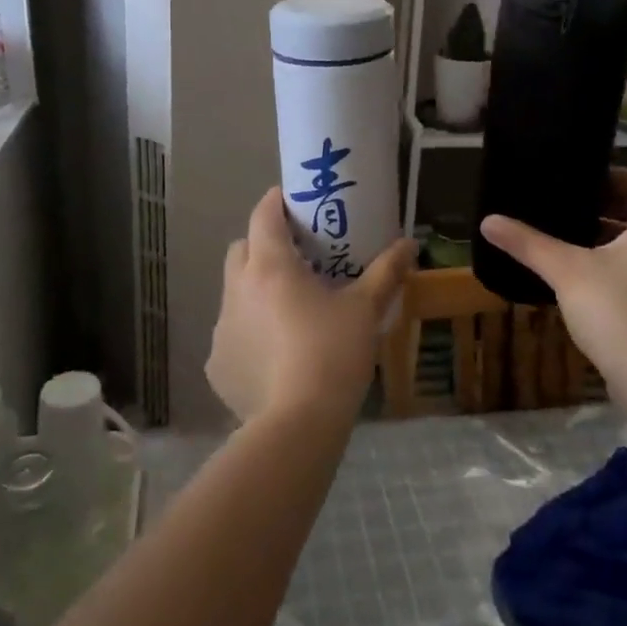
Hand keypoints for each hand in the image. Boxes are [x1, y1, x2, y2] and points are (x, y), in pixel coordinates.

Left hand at [208, 187, 416, 425]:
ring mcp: (222, 328)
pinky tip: (274, 355)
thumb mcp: (365, 310)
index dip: (276, 202)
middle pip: (241, 249)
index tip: (294, 202)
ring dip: (255, 291)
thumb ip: (385, 272)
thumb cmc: (333, 353)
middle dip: (262, 245)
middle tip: (296, 258)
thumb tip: (409, 244)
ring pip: (234, 293)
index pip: (263, 215)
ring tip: (288, 310)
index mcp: (270, 267)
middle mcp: (237, 289)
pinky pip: (232, 334)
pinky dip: (249, 333)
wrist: (299, 423)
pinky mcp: (217, 363)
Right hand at [480, 169, 626, 375]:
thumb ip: (528, 243)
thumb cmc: (617, 311)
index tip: (582, 183)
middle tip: (566, 207)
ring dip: (608, 236)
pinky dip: (614, 264)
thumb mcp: (566, 270)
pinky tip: (579, 277)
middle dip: (606, 205)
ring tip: (566, 239)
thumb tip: (488, 220)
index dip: (619, 175)